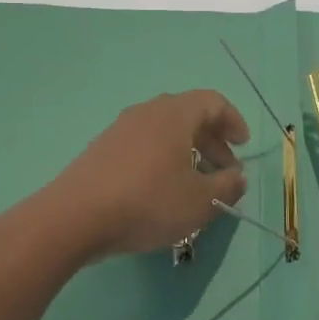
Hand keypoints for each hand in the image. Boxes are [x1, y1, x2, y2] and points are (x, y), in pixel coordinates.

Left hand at [49, 91, 250, 260]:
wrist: (75, 217)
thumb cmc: (148, 202)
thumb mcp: (200, 202)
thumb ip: (227, 187)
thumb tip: (237, 177)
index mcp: (174, 115)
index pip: (212, 102)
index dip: (233, 121)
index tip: (243, 146)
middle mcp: (147, 113)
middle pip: (188, 115)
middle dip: (212, 141)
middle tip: (225, 170)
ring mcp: (120, 130)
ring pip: (164, 131)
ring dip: (187, 152)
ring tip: (196, 184)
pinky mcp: (102, 150)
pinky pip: (143, 145)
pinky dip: (162, 159)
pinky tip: (162, 190)